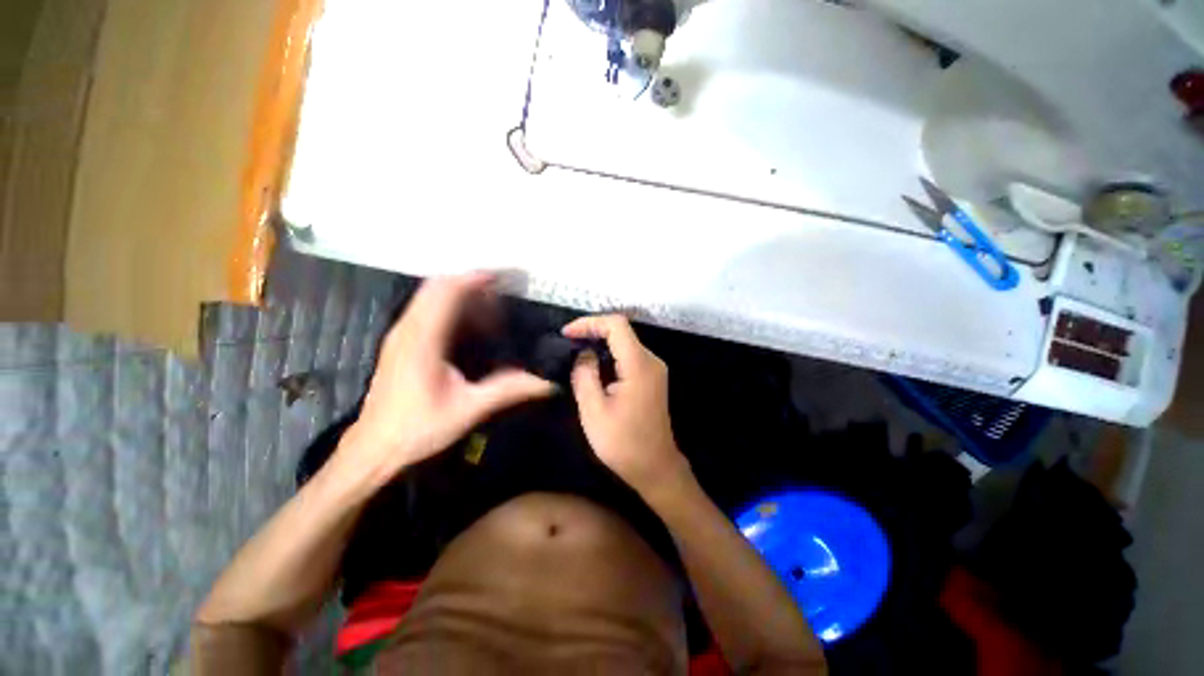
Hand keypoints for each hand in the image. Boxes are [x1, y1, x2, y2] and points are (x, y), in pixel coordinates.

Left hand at [338, 273, 554, 487]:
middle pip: (437, 287)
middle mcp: (408, 330)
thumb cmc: (417, 428)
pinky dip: (451, 306)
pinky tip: (472, 324)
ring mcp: (401, 335)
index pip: (446, 292)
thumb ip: (508, 390)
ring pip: (430, 297)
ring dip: (461, 293)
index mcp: (422, 340)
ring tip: (493, 304)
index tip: (504, 276)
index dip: (475, 279)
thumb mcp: (469, 409)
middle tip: (503, 290)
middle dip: (471, 282)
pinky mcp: (401, 343)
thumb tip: (546, 381)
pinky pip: (427, 310)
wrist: (374, 448)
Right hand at [563, 315, 689, 494]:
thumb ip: (585, 375)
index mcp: (639, 365)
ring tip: (576, 353)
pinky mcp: (652, 377)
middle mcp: (651, 360)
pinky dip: (610, 355)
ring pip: (625, 342)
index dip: (590, 323)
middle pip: (621, 331)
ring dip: (600, 343)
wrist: (655, 467)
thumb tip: (584, 354)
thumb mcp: (594, 411)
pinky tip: (594, 366)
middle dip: (593, 331)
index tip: (567, 334)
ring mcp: (654, 369)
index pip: (616, 325)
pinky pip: (629, 356)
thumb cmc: (623, 443)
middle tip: (568, 343)